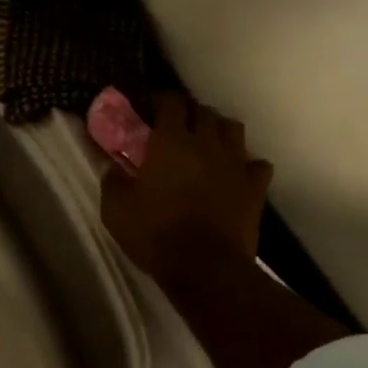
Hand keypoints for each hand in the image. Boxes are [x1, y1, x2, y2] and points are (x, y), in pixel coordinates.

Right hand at [100, 93, 271, 281]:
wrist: (205, 268)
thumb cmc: (155, 233)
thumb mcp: (115, 209)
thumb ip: (112, 180)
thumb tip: (111, 165)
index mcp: (171, 142)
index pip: (171, 102)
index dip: (161, 99)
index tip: (150, 107)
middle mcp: (206, 144)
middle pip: (204, 111)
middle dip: (190, 113)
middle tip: (176, 127)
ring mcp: (235, 164)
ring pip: (233, 129)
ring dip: (219, 130)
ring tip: (207, 144)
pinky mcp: (255, 187)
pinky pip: (256, 164)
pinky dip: (246, 164)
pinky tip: (235, 174)